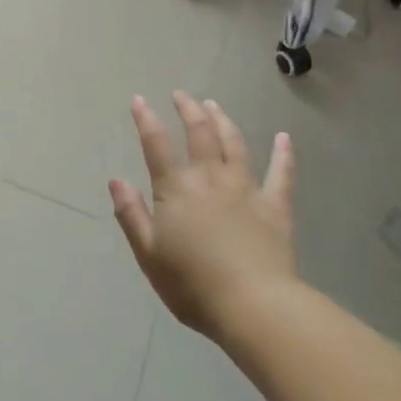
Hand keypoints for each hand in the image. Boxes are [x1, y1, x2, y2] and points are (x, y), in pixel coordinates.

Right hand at [110, 92, 297, 340]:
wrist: (253, 305)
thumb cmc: (192, 285)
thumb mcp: (148, 254)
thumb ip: (131, 214)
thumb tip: (116, 180)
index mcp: (176, 189)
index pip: (156, 144)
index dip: (146, 119)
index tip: (139, 99)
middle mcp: (210, 178)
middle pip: (199, 133)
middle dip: (188, 109)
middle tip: (182, 94)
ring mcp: (246, 189)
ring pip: (234, 144)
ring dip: (223, 121)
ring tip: (215, 105)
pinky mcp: (275, 206)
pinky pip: (281, 174)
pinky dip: (284, 154)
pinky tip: (285, 138)